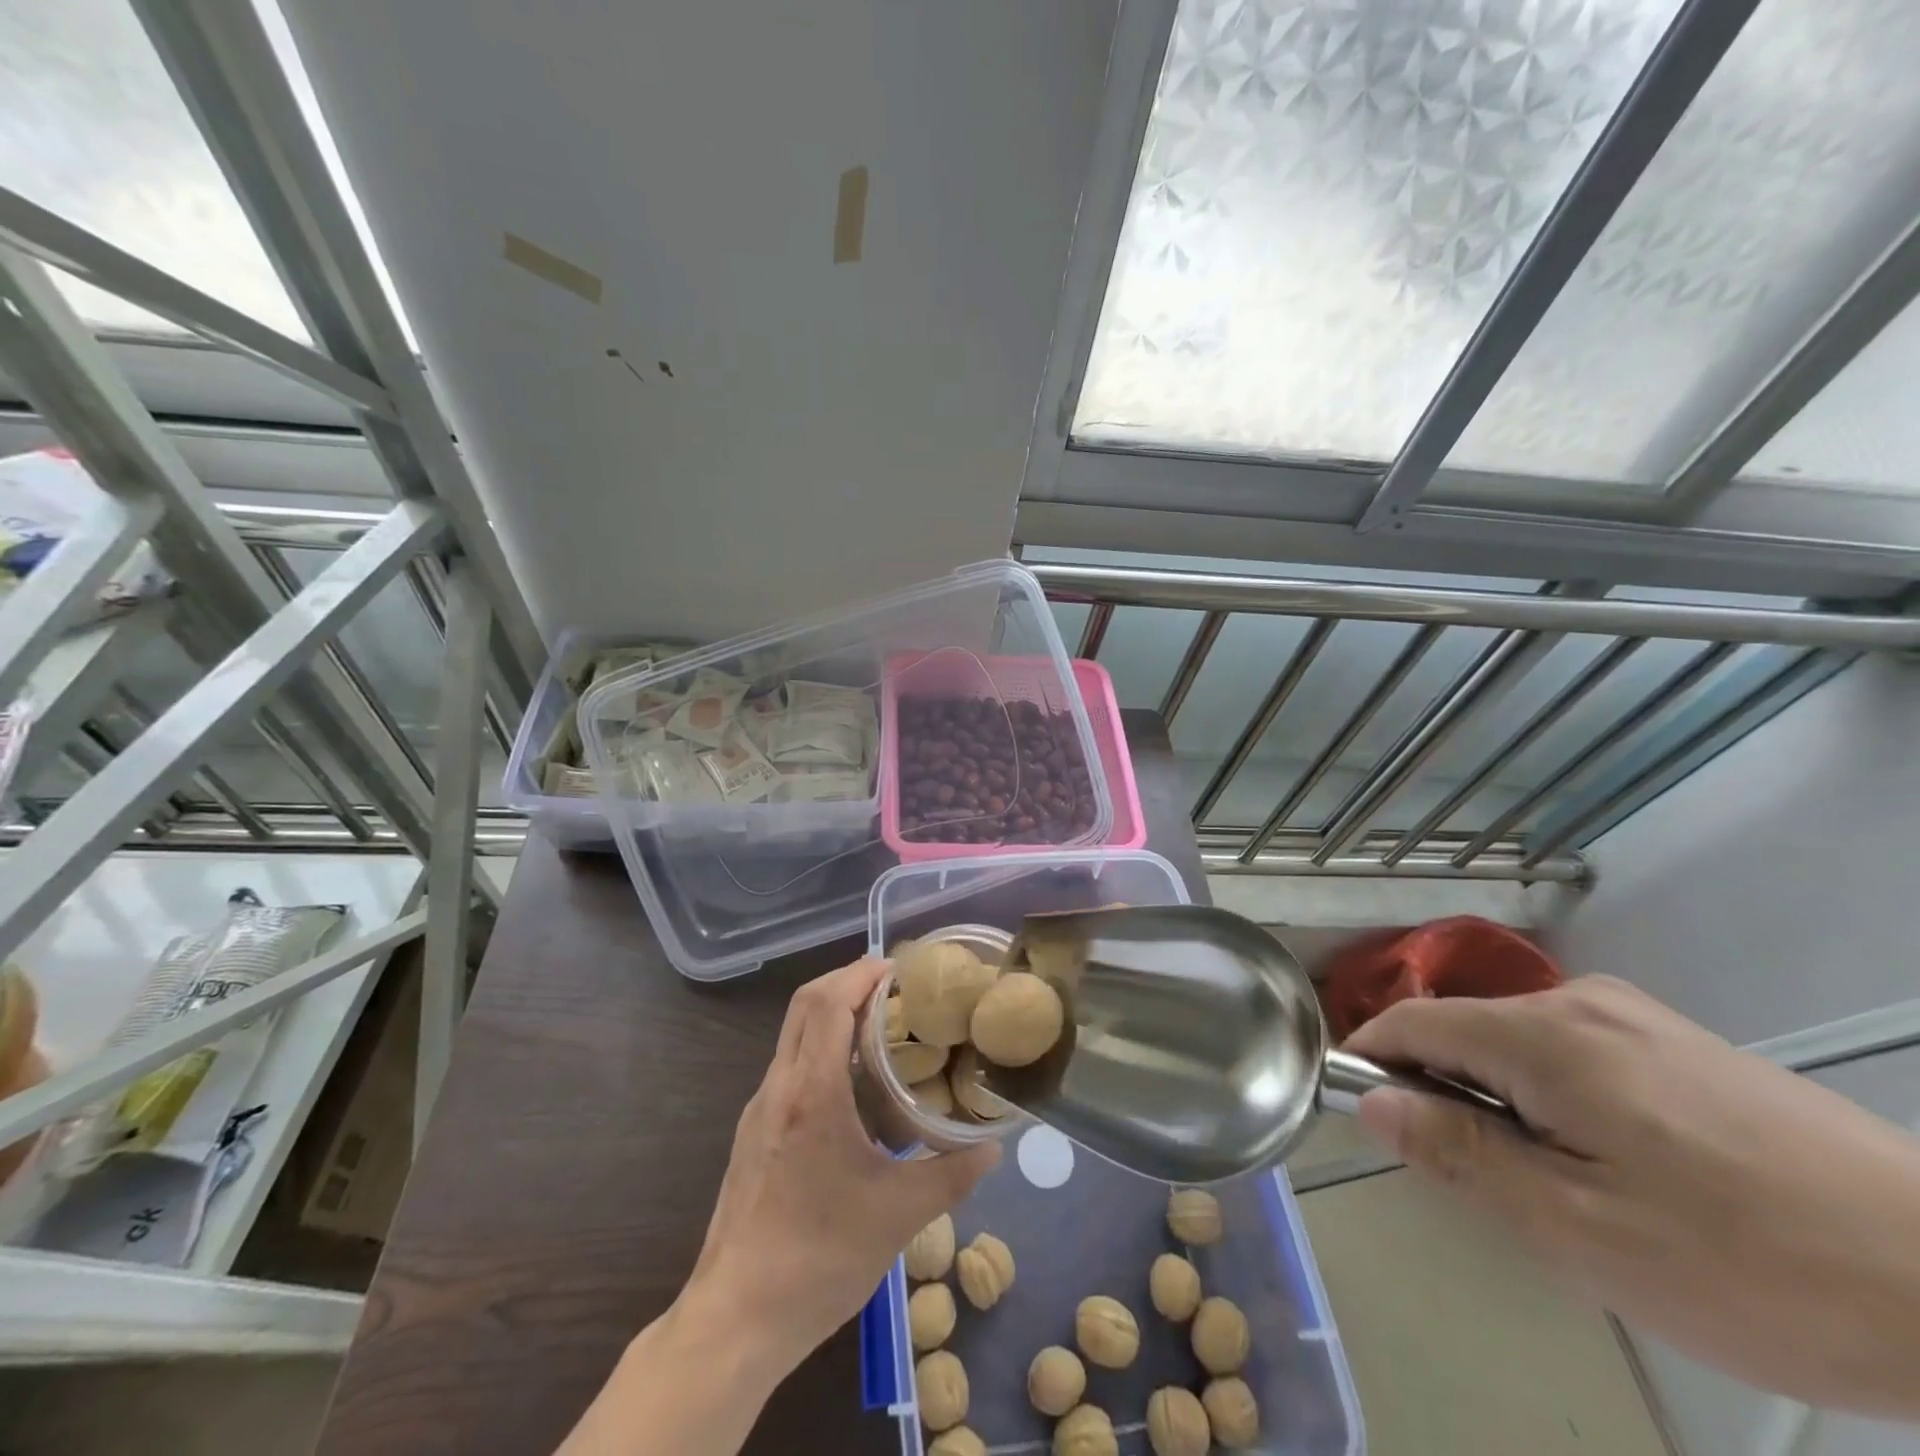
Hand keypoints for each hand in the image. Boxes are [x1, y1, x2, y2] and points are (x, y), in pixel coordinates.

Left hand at [688, 956, 999, 1380]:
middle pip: (804, 1005)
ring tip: (880, 1027)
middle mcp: (778, 1088)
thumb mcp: (898, 1217)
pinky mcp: (753, 1134)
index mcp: (810, 1093)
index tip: (898, 967)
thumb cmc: (817, 1259)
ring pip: (793, 1035)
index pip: (827, 1003)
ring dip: (831, 1014)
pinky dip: (820, 1048)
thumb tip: (994, 1147)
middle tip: (892, 986)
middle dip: (846, 981)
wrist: (734, 1321)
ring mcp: (759, 1111)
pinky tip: (852, 1085)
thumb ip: (951, 1175)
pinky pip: (789, 1067)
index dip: (860, 974)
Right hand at [1346, 976, 1919, 1418]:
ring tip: (1560, 1184)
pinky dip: (1552, 1093)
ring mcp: (1633, 1014)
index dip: (1370, 1061)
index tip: (1365, 1118)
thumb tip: (1373, 1103)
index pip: (1409, 1021)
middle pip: (1463, 1030)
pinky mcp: (1676, 1038)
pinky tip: (1618, 1162)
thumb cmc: (1749, 1264)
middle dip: (1446, 1092)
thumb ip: (1461, 1154)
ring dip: (1501, 1097)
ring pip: (1516, 1041)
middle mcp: (1577, 1000)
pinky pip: (1570, 1048)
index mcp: (1542, 1035)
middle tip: (1487, 1184)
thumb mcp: (1579, 1229)